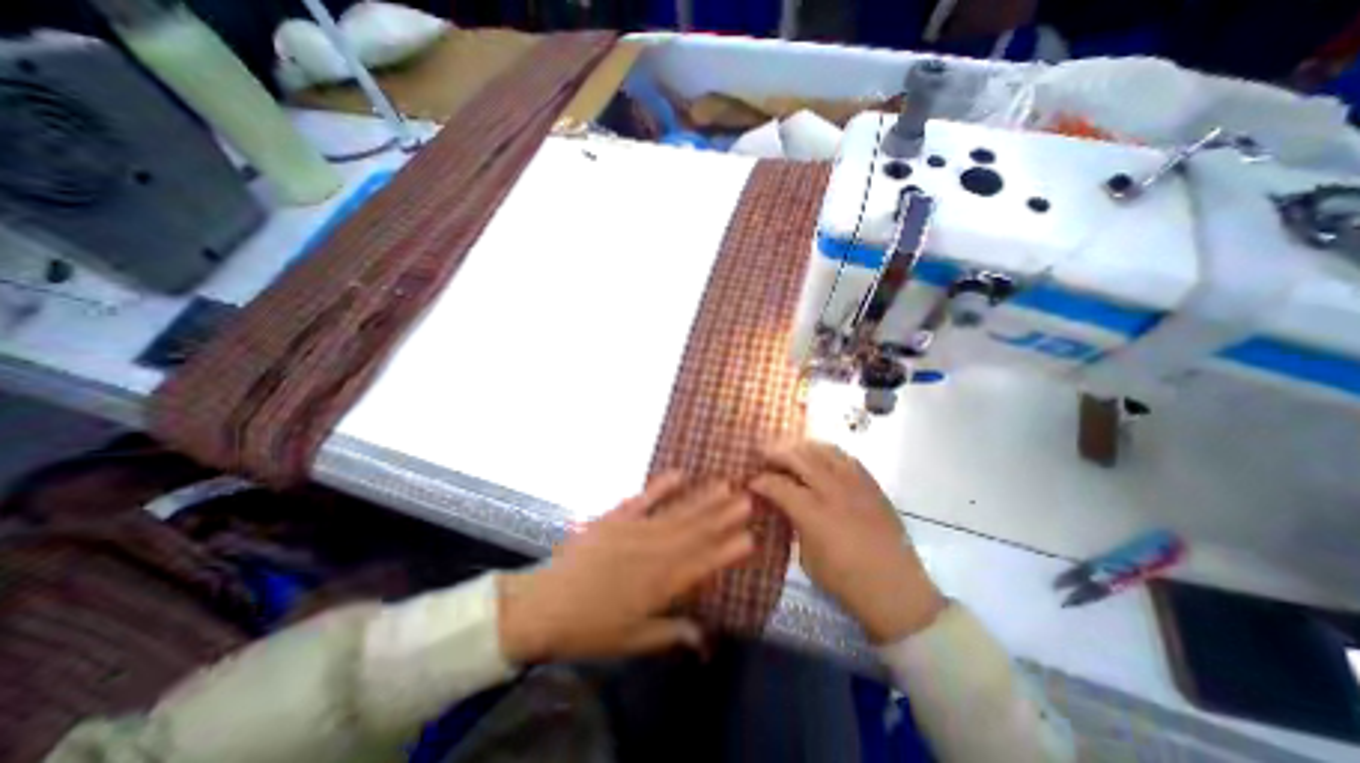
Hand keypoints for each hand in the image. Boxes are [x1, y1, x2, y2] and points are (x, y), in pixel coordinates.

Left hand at [497, 473, 754, 664]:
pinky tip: (679, 474)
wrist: (545, 605)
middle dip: (723, 515)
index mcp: (660, 585)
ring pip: (676, 512)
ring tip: (724, 485)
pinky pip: (643, 499)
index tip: (751, 536)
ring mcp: (634, 530)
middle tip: (747, 497)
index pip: (702, 564)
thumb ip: (672, 633)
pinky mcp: (616, 517)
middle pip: (694, 531)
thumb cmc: (591, 627)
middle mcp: (653, 552)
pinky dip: (662, 486)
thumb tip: (706, 639)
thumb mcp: (633, 639)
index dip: (727, 550)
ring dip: (702, 498)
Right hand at [754, 441, 949, 643]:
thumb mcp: (807, 558)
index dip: (760, 481)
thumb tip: (783, 504)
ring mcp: (855, 484)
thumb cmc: (846, 581)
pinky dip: (827, 453)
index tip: (751, 481)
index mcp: (813, 513)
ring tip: (790, 451)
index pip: (778, 485)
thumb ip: (794, 523)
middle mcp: (833, 490)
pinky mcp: (871, 485)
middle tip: (763, 455)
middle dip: (776, 452)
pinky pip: (846, 458)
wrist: (896, 590)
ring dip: (801, 447)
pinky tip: (820, 458)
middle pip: (799, 457)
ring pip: (823, 450)